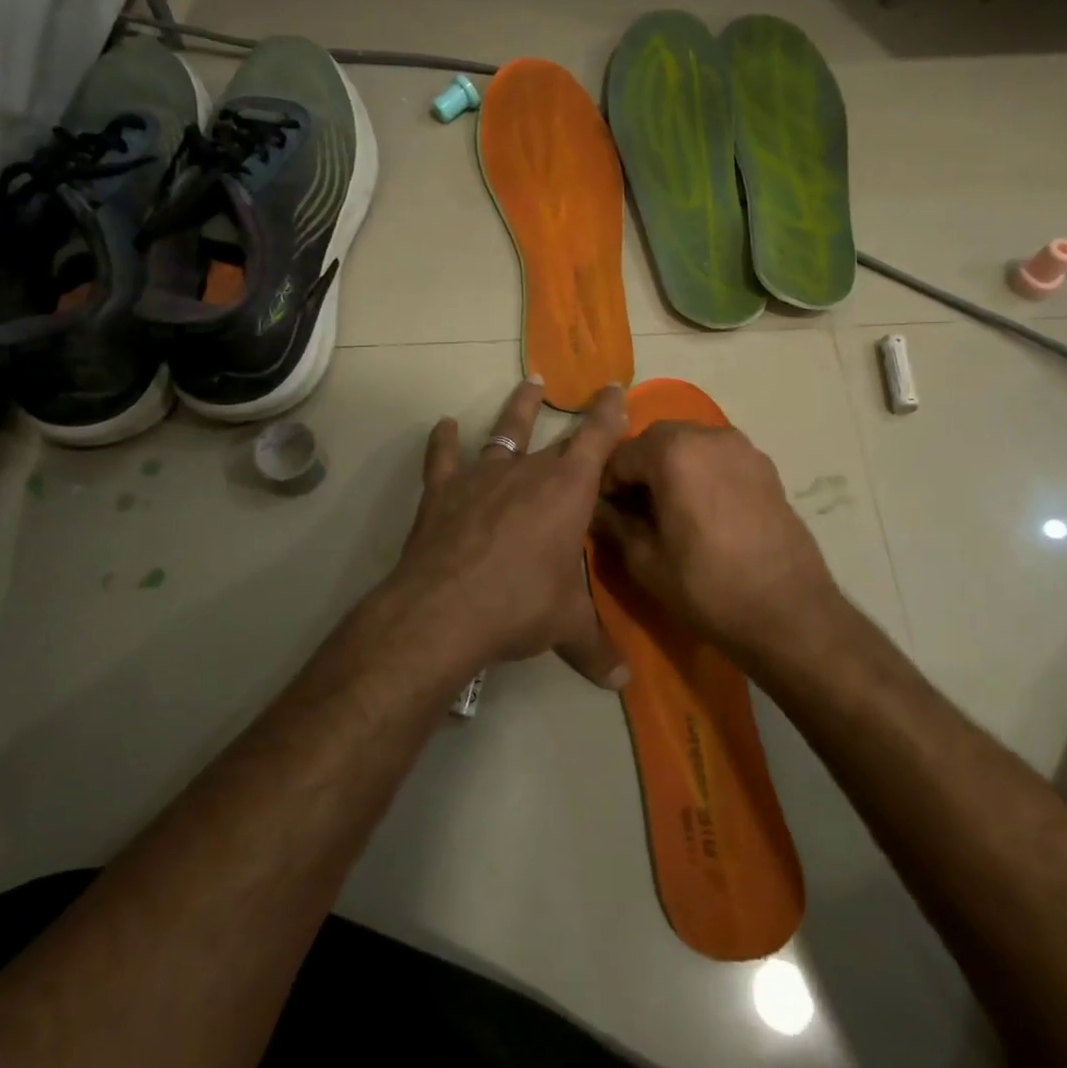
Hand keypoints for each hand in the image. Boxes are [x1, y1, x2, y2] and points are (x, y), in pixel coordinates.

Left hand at [383, 378, 629, 686]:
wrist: (445, 610)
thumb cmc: (521, 607)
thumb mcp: (567, 627)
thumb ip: (597, 649)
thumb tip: (623, 683)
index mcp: (568, 491)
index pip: (597, 439)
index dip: (609, 412)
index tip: (616, 387)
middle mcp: (528, 472)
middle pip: (556, 437)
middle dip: (574, 419)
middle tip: (584, 398)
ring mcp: (482, 477)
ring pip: (504, 432)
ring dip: (517, 409)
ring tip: (527, 384)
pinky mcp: (443, 491)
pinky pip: (443, 458)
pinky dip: (443, 441)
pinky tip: (444, 426)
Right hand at [590, 421, 841, 656]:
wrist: (790, 614)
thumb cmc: (708, 588)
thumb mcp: (645, 561)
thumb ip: (614, 524)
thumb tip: (596, 507)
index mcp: (674, 452)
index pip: (621, 454)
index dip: (607, 484)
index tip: (608, 514)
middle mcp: (709, 436)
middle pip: (657, 439)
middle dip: (639, 468)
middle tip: (636, 511)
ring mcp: (743, 448)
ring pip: (690, 444)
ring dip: (670, 467)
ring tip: (670, 511)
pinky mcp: (766, 467)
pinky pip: (718, 457)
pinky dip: (701, 471)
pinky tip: (703, 512)